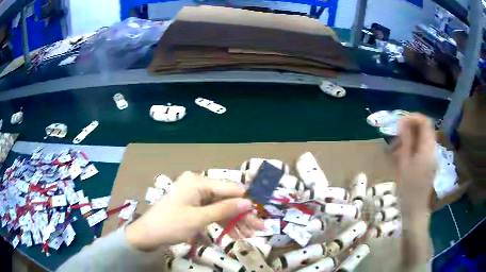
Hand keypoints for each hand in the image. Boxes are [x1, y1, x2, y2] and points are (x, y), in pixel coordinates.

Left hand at [125, 172, 263, 250]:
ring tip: (249, 235)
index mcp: (198, 182)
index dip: (245, 202)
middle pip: (226, 199)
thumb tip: (249, 203)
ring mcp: (195, 196)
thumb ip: (224, 210)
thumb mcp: (199, 219)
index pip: (229, 188)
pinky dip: (222, 223)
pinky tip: (234, 234)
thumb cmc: (171, 224)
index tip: (258, 216)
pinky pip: (212, 213)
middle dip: (242, 215)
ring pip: (221, 207)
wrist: (147, 235)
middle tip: (258, 229)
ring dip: (234, 221)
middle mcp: (198, 185)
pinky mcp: (193, 207)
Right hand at [392, 114, 435, 214]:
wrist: (415, 210)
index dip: (412, 117)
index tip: (399, 122)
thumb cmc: (408, 189)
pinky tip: (402, 158)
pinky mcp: (429, 163)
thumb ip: (405, 141)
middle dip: (409, 128)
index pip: (425, 122)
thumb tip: (402, 122)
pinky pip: (422, 148)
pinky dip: (412, 147)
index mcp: (428, 148)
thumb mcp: (404, 164)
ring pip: (422, 138)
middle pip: (424, 129)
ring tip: (396, 150)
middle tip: (396, 137)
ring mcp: (431, 157)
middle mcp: (432, 149)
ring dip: (410, 138)